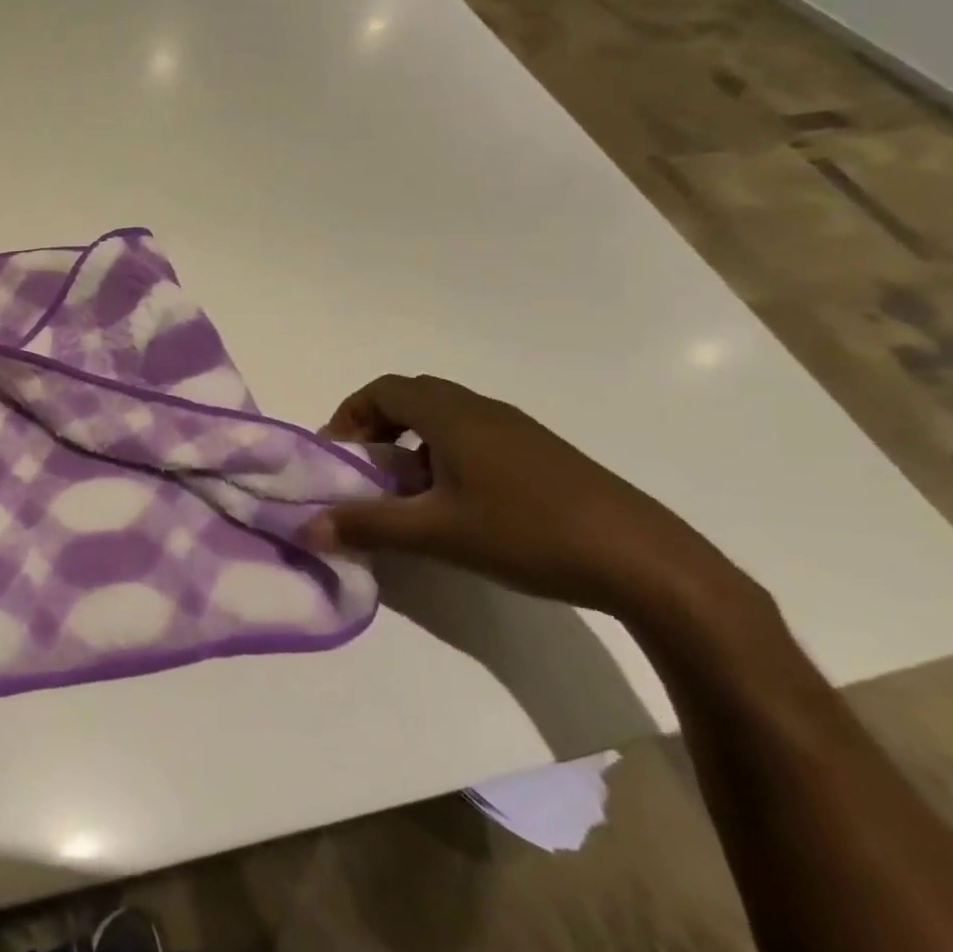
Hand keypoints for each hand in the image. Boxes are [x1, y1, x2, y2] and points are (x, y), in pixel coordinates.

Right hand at [306, 374, 751, 626]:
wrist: (644, 561)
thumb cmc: (528, 533)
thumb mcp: (437, 534)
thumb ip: (368, 526)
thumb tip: (307, 527)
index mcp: (453, 415)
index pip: (384, 390)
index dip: (350, 414)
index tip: (338, 454)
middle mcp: (482, 409)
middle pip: (413, 396)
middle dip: (378, 425)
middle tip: (366, 469)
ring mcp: (516, 429)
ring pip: (446, 416)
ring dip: (412, 441)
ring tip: (408, 491)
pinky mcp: (540, 453)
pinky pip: (474, 435)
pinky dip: (446, 453)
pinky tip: (459, 503)